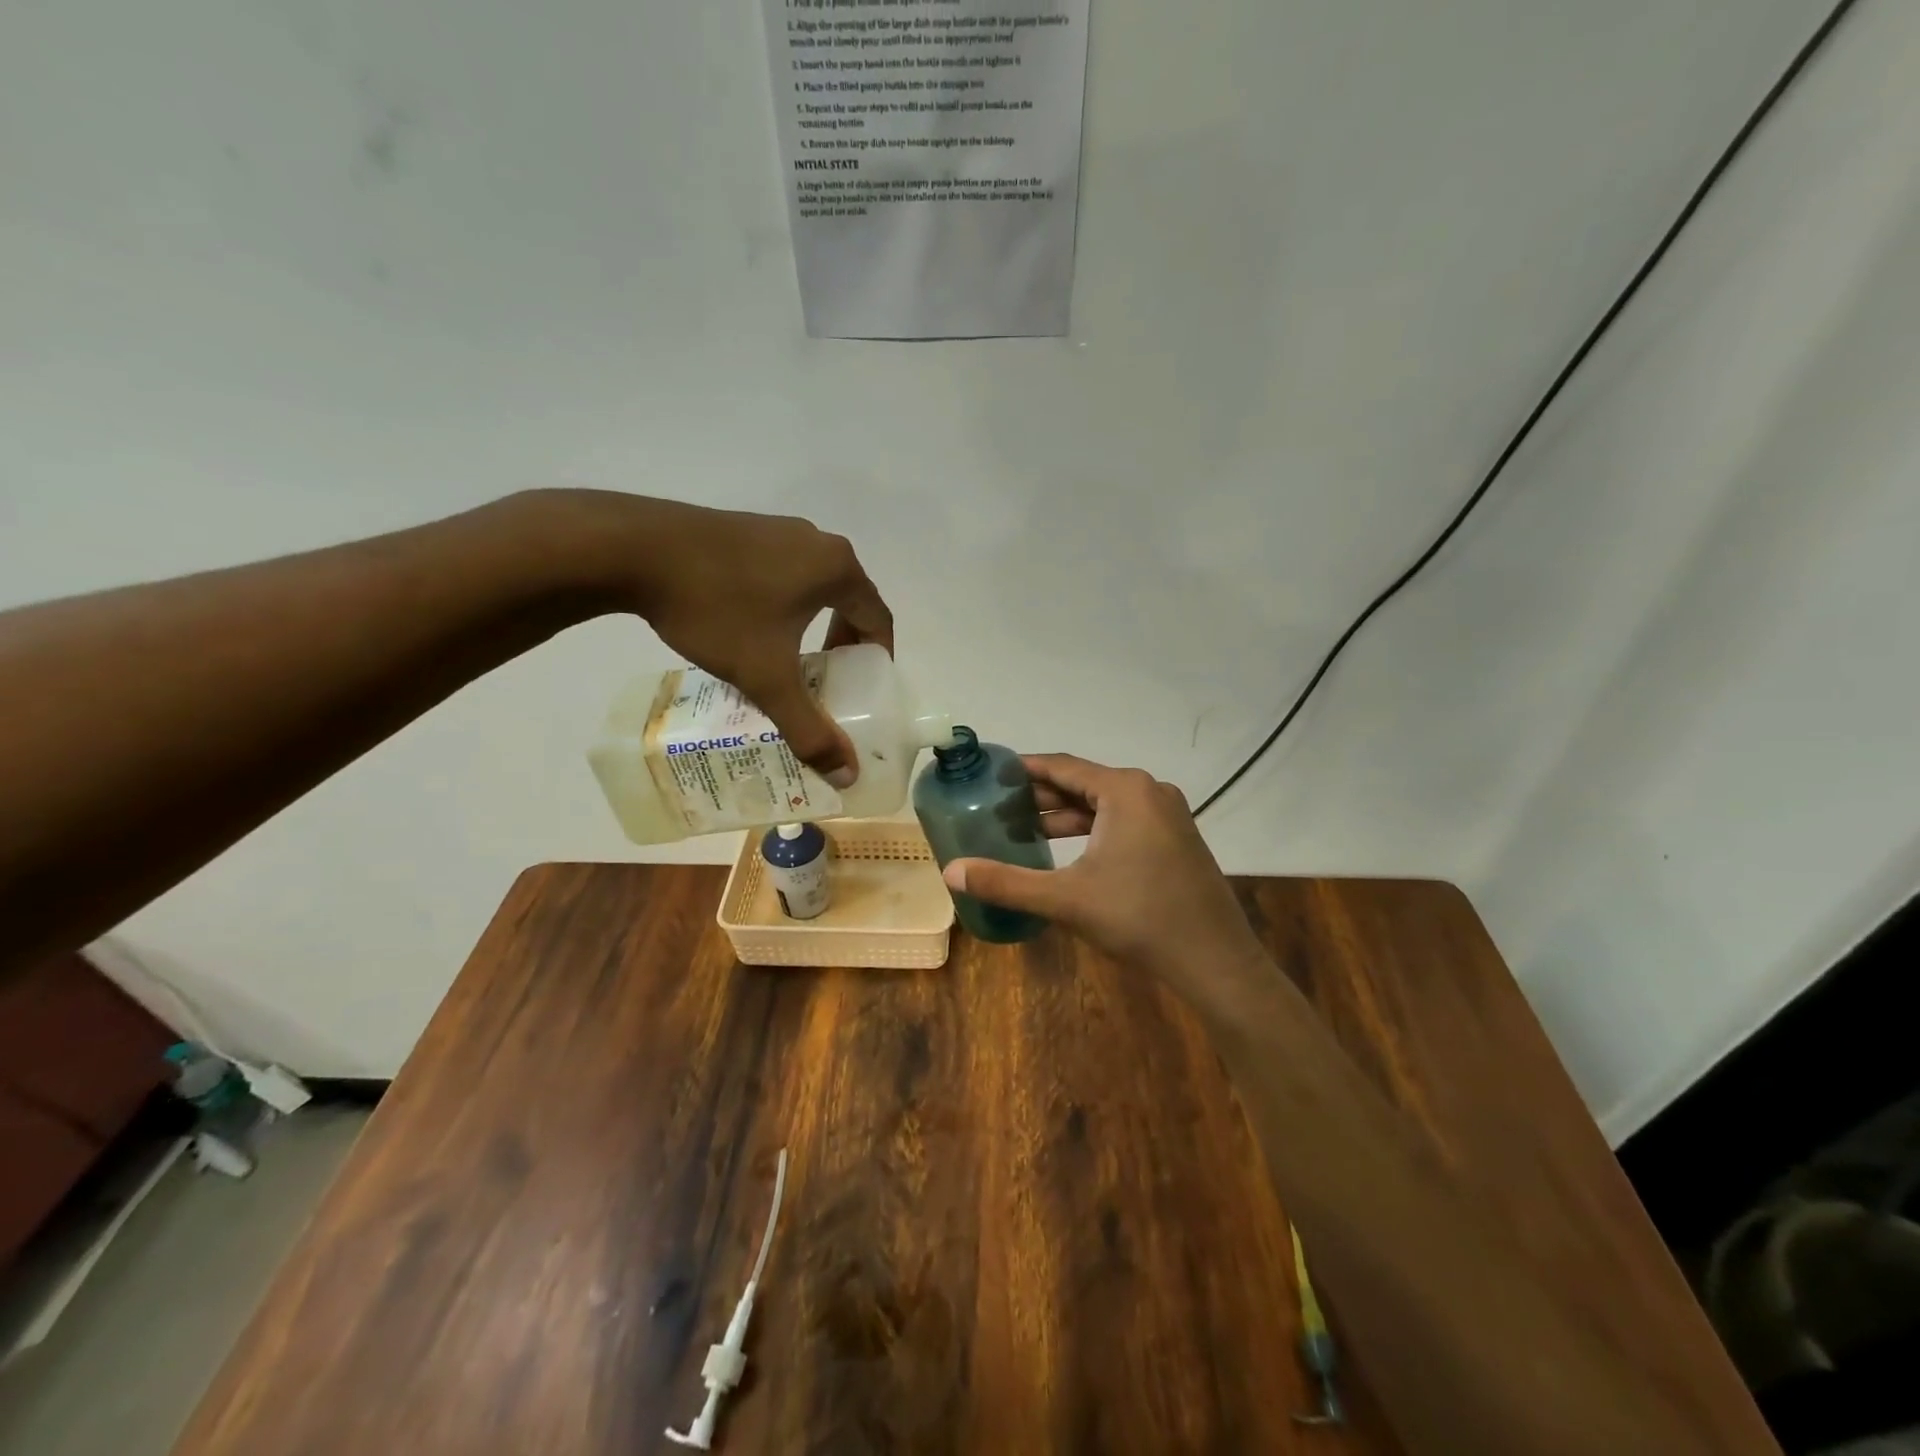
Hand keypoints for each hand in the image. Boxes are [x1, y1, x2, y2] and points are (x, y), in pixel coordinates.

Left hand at [528, 490, 893, 783]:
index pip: (879, 618)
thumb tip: (846, 776)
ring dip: (813, 624)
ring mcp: (778, 529)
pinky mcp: (744, 529)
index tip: (867, 689)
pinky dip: (784, 604)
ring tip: (789, 659)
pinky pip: (782, 572)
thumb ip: (808, 728)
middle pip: (849, 600)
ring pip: (814, 586)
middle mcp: (817, 542)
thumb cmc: (717, 608)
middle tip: (829, 680)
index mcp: (837, 568)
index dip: (879, 658)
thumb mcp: (766, 676)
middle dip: (844, 644)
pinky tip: (750, 629)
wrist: (634, 549)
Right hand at [942, 754, 1268, 1010]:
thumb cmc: (1139, 918)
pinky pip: (1124, 821)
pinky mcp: (1176, 838)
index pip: (1062, 767)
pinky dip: (1092, 829)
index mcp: (1125, 790)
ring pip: (1104, 804)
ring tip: (1023, 828)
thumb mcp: (1066, 899)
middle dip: (1041, 796)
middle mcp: (1149, 791)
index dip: (1024, 770)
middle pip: (1083, 783)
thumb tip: (952, 872)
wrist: (1215, 960)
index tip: (990, 774)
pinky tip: (1067, 850)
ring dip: (1065, 815)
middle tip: (998, 807)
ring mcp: (1168, 814)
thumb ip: (1007, 882)